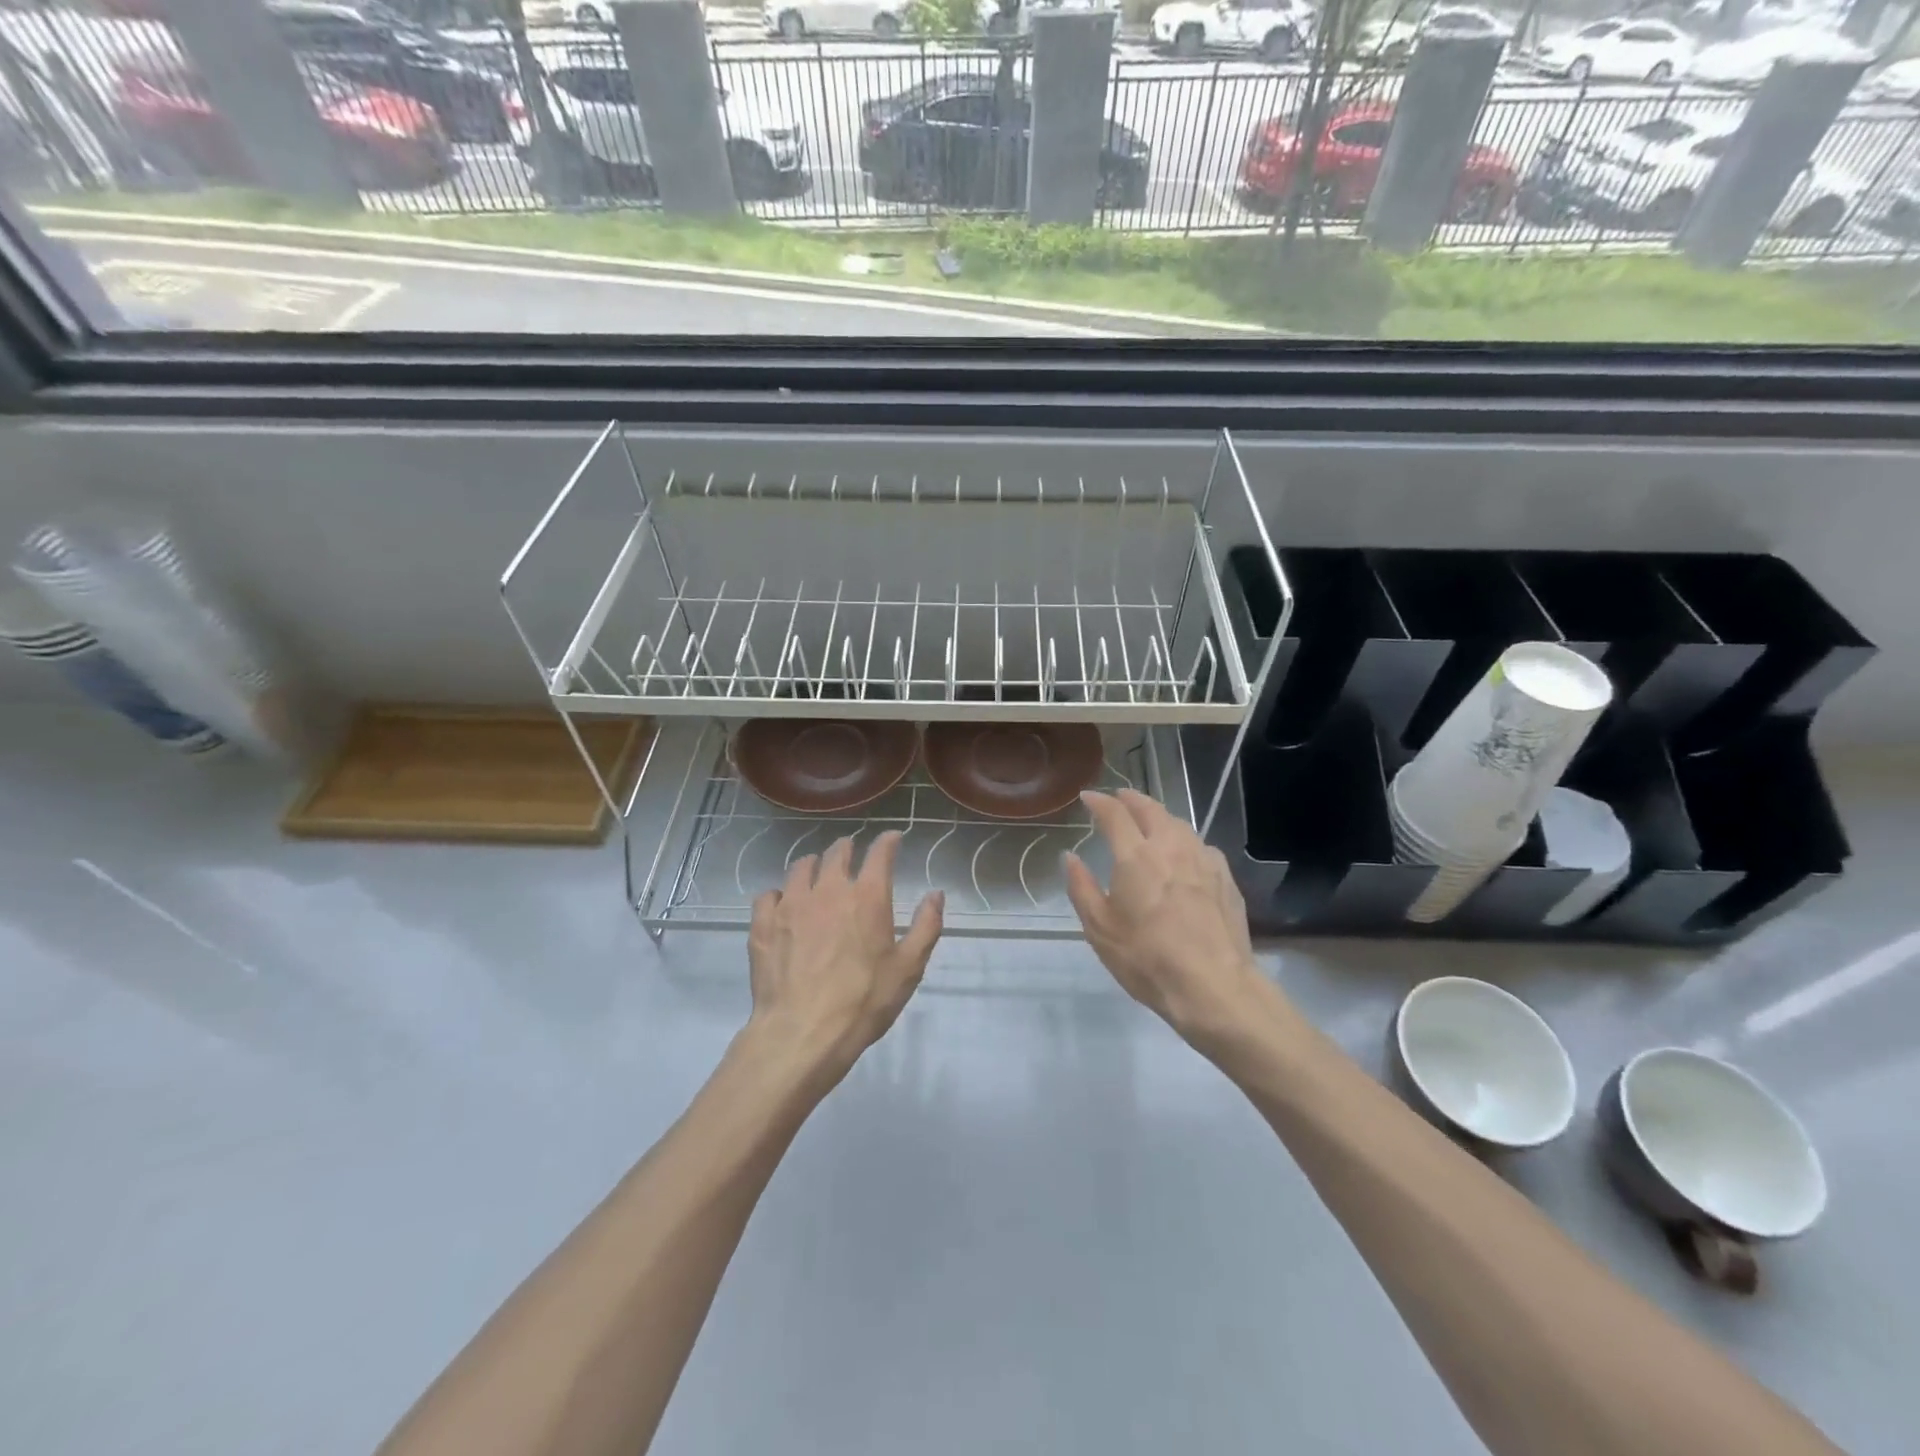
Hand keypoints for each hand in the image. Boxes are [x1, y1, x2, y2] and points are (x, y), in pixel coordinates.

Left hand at [746, 832, 942, 1089]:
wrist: (802, 1033)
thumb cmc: (863, 1002)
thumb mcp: (908, 968)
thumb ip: (926, 926)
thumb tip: (935, 894)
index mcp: (867, 897)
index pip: (880, 853)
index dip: (888, 841)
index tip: (893, 839)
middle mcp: (828, 889)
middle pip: (837, 852)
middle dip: (848, 848)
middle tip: (852, 854)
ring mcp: (791, 904)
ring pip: (801, 867)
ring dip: (814, 865)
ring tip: (817, 874)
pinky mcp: (763, 924)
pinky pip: (769, 894)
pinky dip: (779, 895)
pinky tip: (782, 906)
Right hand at [1064, 790, 1272, 1046]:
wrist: (1214, 987)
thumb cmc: (1147, 959)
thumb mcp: (1100, 929)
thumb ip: (1081, 887)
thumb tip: (1070, 857)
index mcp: (1136, 856)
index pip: (1114, 814)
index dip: (1099, 801)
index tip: (1088, 797)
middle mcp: (1171, 847)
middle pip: (1151, 809)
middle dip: (1132, 799)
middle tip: (1119, 798)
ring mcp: (1203, 860)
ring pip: (1179, 824)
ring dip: (1160, 816)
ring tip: (1150, 821)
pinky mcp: (1225, 878)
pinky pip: (1200, 846)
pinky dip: (1184, 840)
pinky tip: (1183, 854)